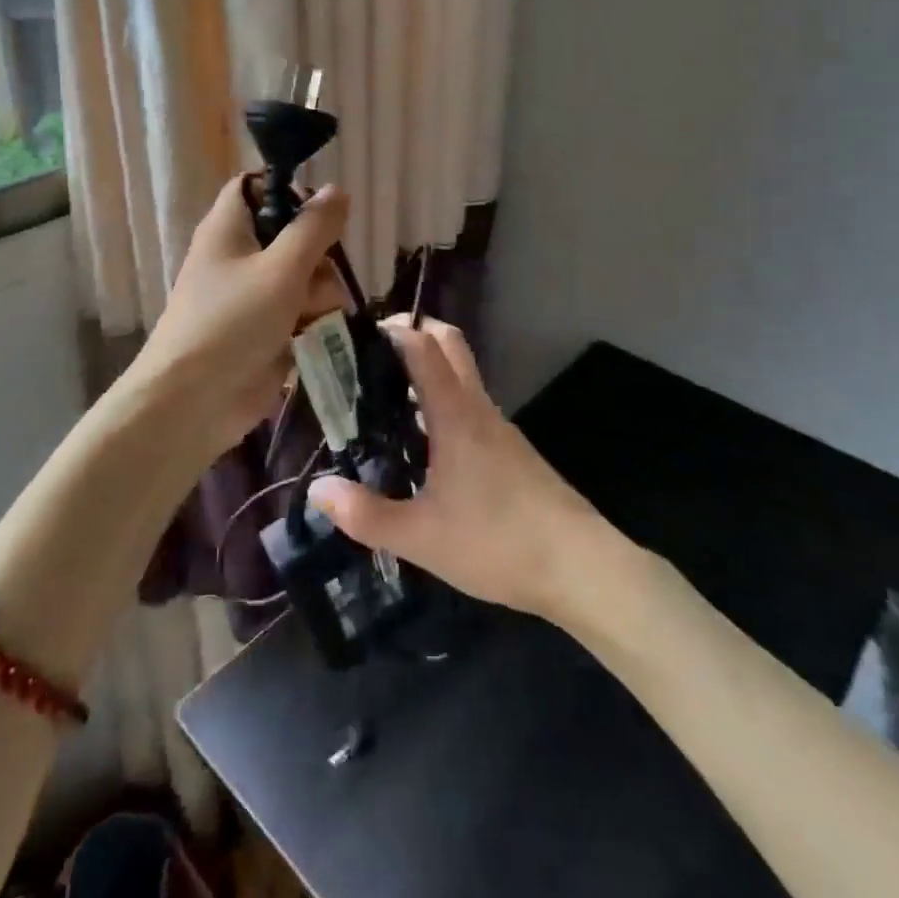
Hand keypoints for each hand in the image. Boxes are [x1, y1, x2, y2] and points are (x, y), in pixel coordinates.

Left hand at [124, 176, 348, 459]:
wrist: (194, 402)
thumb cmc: (233, 322)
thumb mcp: (281, 268)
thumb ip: (314, 228)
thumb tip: (337, 190)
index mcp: (230, 228)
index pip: (257, 187)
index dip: (289, 193)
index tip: (320, 215)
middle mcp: (239, 256)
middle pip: (293, 236)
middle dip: (318, 257)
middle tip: (320, 278)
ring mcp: (252, 296)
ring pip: (304, 277)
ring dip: (321, 295)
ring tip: (317, 317)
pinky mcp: (265, 331)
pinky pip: (300, 313)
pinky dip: (313, 321)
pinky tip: (319, 335)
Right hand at [308, 318, 605, 621]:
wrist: (581, 568)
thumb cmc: (498, 543)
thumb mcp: (421, 537)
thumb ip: (366, 515)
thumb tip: (317, 490)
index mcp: (456, 415)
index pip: (424, 347)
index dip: (393, 329)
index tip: (357, 331)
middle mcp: (479, 409)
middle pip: (450, 345)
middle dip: (415, 332)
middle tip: (373, 351)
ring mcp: (500, 429)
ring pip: (462, 377)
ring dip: (428, 370)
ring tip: (385, 398)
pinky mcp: (512, 451)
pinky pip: (471, 407)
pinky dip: (444, 403)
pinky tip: (424, 444)